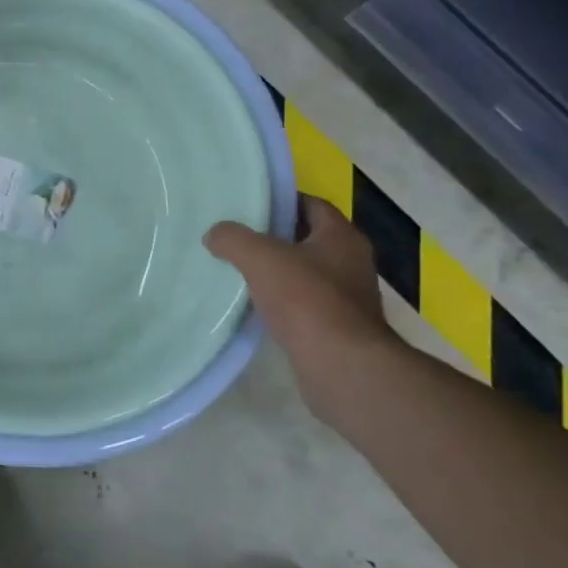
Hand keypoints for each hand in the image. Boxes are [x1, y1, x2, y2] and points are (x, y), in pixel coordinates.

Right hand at [206, 197, 397, 417]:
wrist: (342, 366)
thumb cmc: (306, 300)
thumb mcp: (260, 258)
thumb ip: (233, 239)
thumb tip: (215, 234)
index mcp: (341, 236)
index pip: (311, 204)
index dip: (281, 201)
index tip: (249, 205)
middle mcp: (352, 262)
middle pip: (309, 238)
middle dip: (276, 237)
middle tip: (239, 237)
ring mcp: (349, 297)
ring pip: (307, 273)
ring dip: (280, 272)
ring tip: (242, 270)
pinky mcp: (340, 328)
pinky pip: (306, 304)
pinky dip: (284, 302)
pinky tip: (258, 306)